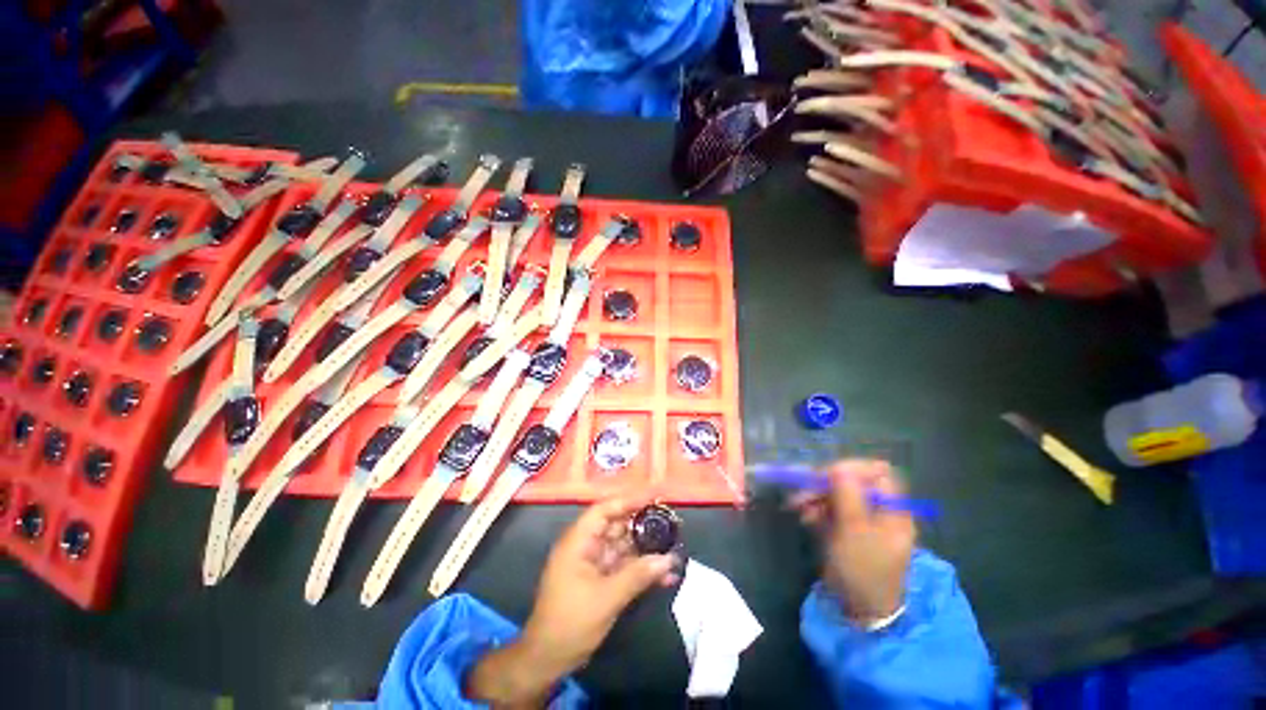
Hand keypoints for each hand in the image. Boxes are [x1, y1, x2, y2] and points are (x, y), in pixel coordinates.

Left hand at [466, 493, 677, 704]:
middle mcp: (586, 547)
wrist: (548, 660)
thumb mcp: (606, 598)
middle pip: (617, 526)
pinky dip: (641, 570)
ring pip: (624, 547)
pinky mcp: (600, 580)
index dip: (628, 501)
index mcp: (578, 541)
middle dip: (643, 525)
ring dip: (646, 550)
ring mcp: (594, 564)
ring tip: (673, 549)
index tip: (653, 497)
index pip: (604, 510)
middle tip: (670, 523)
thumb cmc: (571, 622)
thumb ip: (638, 575)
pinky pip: (624, 567)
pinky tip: (665, 576)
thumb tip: (669, 559)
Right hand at [790, 460, 915, 625]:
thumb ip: (848, 495)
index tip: (827, 474)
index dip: (852, 468)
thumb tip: (839, 465)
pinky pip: (828, 507)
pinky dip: (814, 508)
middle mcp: (877, 509)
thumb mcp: (855, 531)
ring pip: (835, 493)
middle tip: (803, 490)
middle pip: (851, 481)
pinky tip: (804, 516)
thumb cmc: (863, 569)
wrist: (859, 608)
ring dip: (815, 496)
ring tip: (798, 506)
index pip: (876, 472)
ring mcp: (860, 518)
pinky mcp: (844, 527)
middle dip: (825, 483)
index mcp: (891, 508)